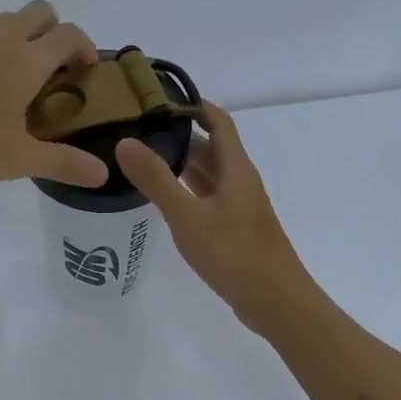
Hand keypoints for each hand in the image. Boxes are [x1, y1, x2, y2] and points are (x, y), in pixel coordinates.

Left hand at [0, 1, 109, 186]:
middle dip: (57, 31)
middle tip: (57, 70)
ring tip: (23, 80)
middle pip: (40, 11)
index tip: (88, 72)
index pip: (68, 34)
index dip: (86, 47)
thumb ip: (63, 163)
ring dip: (25, 36)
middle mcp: (1, 42)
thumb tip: (102, 173)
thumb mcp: (18, 158)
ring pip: (8, 20)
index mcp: (26, 61)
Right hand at [115, 103, 309, 330]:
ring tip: (143, 159)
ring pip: (209, 175)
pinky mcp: (235, 229)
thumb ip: (156, 179)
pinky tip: (164, 199)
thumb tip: (125, 141)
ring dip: (182, 165)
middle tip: (139, 130)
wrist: (275, 302)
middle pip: (211, 147)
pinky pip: (208, 198)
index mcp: (236, 168)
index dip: (193, 105)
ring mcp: (240, 207)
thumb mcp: (188, 216)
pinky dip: (187, 191)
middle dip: (179, 136)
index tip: (158, 98)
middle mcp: (240, 181)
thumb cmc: (233, 253)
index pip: (218, 121)